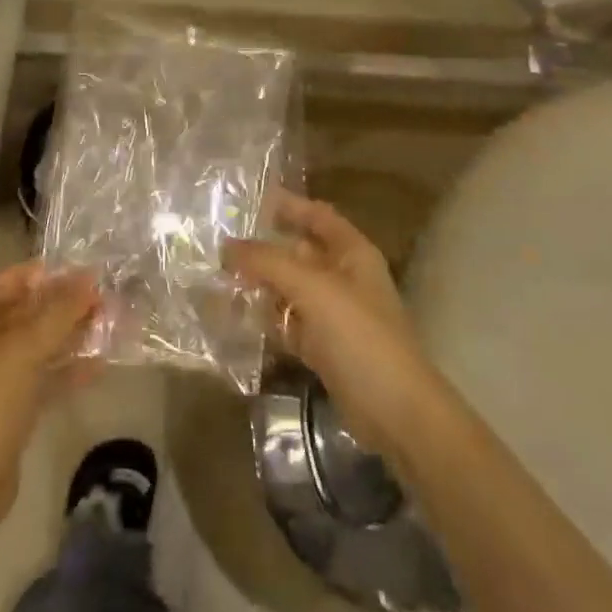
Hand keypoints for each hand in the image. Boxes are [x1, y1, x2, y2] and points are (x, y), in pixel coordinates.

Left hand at [0, 262, 98, 507]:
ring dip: (68, 335)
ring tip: (108, 324)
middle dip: (63, 305)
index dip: (50, 275)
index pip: (11, 281)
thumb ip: (61, 312)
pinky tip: (99, 365)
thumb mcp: (27, 350)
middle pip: (24, 311)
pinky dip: (64, 369)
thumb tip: (90, 278)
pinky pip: (37, 375)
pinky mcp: (3, 405)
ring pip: (34, 344)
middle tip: (105, 298)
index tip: (89, 272)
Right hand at [226, 193, 441, 457]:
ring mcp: (333, 315)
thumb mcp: (313, 290)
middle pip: (298, 253)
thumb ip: (268, 263)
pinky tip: (234, 317)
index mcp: (352, 253)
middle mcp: (343, 278)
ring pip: (289, 290)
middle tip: (217, 244)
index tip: (249, 199)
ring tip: (216, 279)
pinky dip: (266, 320)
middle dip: (263, 249)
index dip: (288, 205)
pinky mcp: (322, 348)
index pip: (318, 215)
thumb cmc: (360, 337)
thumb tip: (226, 246)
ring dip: (259, 285)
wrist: (396, 412)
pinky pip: (288, 323)